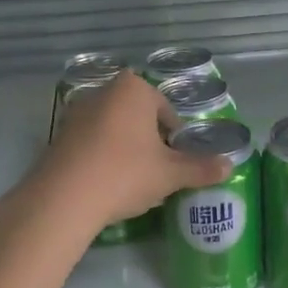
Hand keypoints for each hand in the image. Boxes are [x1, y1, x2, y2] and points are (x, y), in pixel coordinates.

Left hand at [39, 72, 230, 224]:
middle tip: (157, 170)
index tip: (176, 161)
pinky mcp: (58, 136)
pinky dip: (102, 157)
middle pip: (138, 116)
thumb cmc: (125, 174)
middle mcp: (103, 92)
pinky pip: (91, 142)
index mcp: (133, 90)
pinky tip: (106, 183)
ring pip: (113, 129)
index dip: (175, 137)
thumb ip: (200, 168)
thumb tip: (230, 165)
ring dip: (125, 148)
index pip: (165, 109)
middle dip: (149, 139)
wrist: (63, 198)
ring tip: (132, 179)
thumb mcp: (170, 174)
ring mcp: (76, 113)